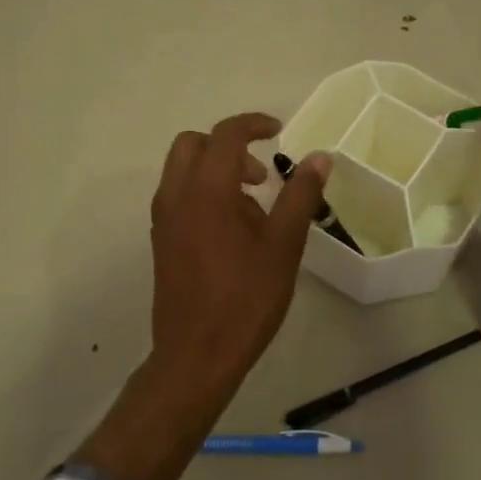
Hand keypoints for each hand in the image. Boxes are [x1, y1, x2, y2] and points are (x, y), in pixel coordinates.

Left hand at [148, 113, 329, 400]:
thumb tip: (320, 157)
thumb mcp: (283, 245)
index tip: (279, 131)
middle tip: (261, 174)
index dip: (253, 124)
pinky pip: (178, 197)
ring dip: (216, 171)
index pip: (225, 135)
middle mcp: (176, 196)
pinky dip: (203, 192)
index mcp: (206, 191)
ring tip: (253, 209)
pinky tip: (233, 232)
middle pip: (193, 145)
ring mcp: (163, 220)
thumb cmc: (246, 299)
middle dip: (228, 146)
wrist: (197, 354)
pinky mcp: (160, 241)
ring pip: (182, 171)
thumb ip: (300, 195)